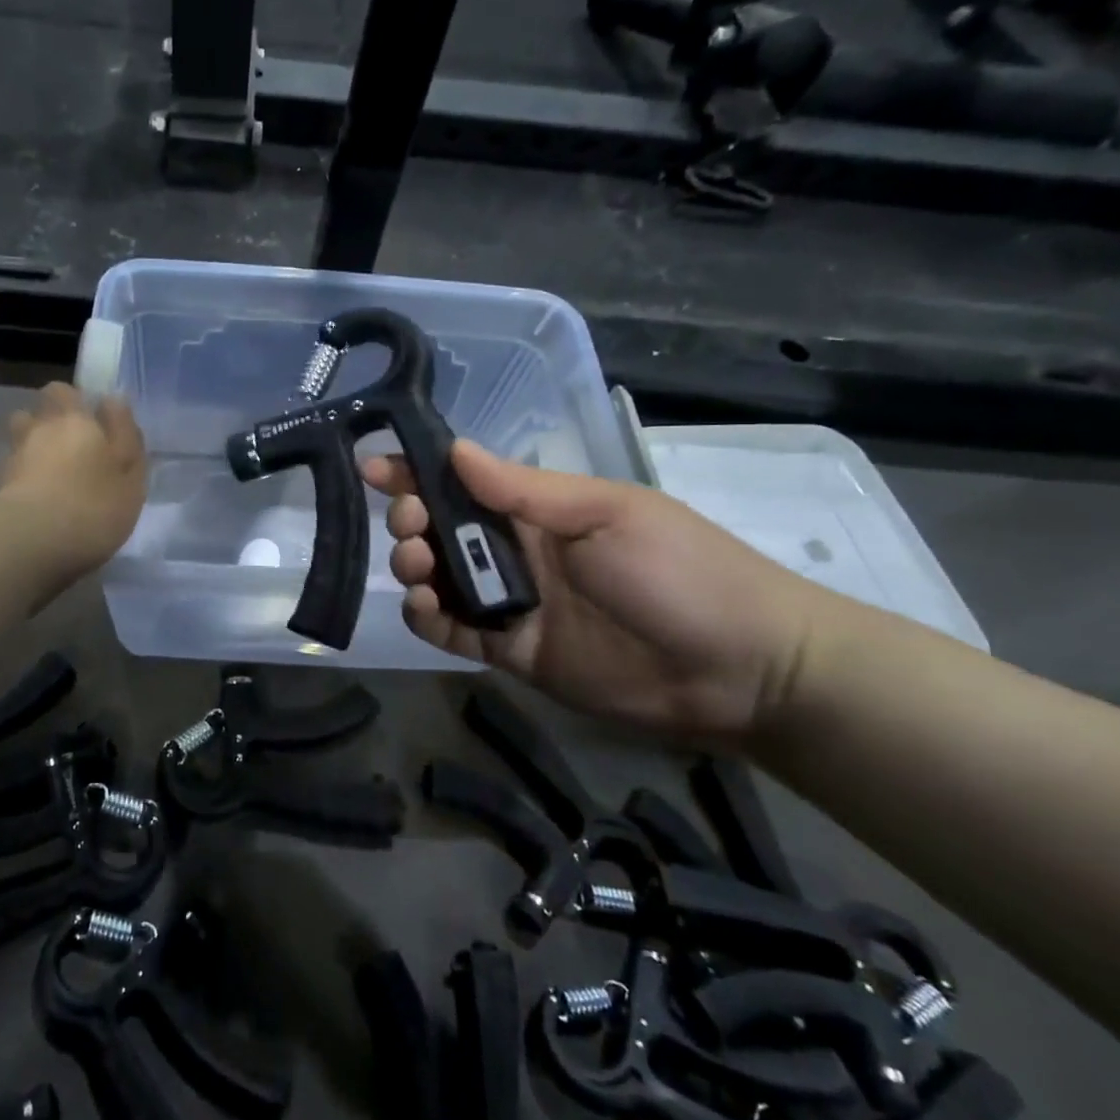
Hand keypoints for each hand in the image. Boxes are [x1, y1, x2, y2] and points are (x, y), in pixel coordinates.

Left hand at [0, 383, 147, 581]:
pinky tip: (35, 498)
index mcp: (75, 420)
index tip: (90, 421)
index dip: (75, 401)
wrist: (30, 543)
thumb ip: (125, 436)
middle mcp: (39, 429)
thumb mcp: (130, 474)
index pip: (65, 391)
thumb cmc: (93, 506)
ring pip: (20, 438)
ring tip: (49, 472)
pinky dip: (21, 477)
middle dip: (50, 422)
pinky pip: (12, 470)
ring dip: (32, 447)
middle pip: (37, 412)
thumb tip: (114, 400)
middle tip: (71, 448)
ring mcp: (13, 456)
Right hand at [363, 441, 827, 743]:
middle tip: (410, 526)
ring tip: (417, 566)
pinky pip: (455, 632)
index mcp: (540, 509)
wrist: (745, 670)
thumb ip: (524, 489)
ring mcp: (514, 603)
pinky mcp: (513, 651)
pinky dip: (429, 619)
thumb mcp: (606, 513)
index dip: (416, 472)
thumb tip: (454, 449)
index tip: (374, 467)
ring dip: (413, 566)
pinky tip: (424, 607)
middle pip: (441, 529)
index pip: (464, 482)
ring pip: (439, 579)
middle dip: (410, 519)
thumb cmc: (681, 572)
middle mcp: (518, 551)